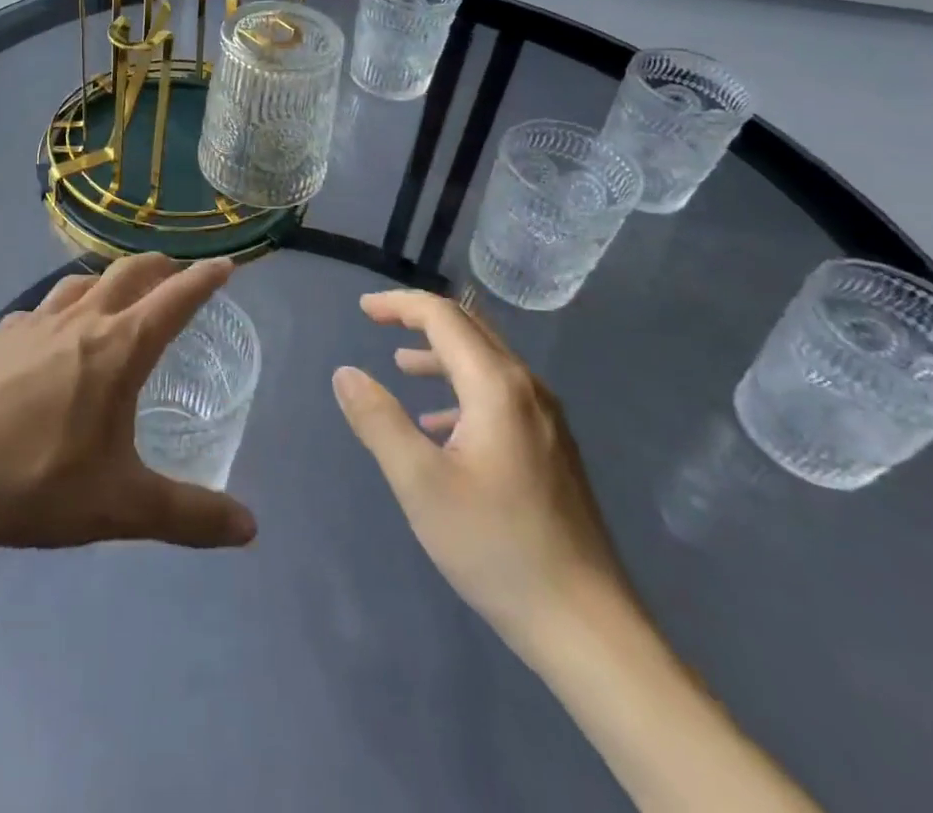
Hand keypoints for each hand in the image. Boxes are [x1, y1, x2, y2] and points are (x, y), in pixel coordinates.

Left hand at [0, 254, 257, 554]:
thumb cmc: (38, 482)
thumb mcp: (121, 506)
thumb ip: (189, 515)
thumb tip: (250, 528)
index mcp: (118, 348)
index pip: (174, 300)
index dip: (204, 280)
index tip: (225, 265)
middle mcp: (80, 321)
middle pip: (128, 274)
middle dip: (160, 267)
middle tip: (177, 273)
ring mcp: (33, 323)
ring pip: (82, 282)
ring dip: (110, 278)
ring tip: (119, 291)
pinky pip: (41, 307)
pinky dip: (64, 306)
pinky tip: (52, 331)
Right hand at [332, 290, 627, 657]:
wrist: (586, 626)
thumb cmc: (496, 547)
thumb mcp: (420, 484)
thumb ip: (378, 421)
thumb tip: (345, 374)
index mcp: (497, 386)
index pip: (444, 317)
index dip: (400, 305)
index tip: (363, 309)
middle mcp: (528, 389)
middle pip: (470, 330)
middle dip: (421, 319)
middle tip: (378, 321)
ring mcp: (547, 419)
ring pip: (487, 363)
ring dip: (441, 354)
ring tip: (402, 366)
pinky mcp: (552, 448)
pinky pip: (501, 395)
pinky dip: (462, 389)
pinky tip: (441, 426)